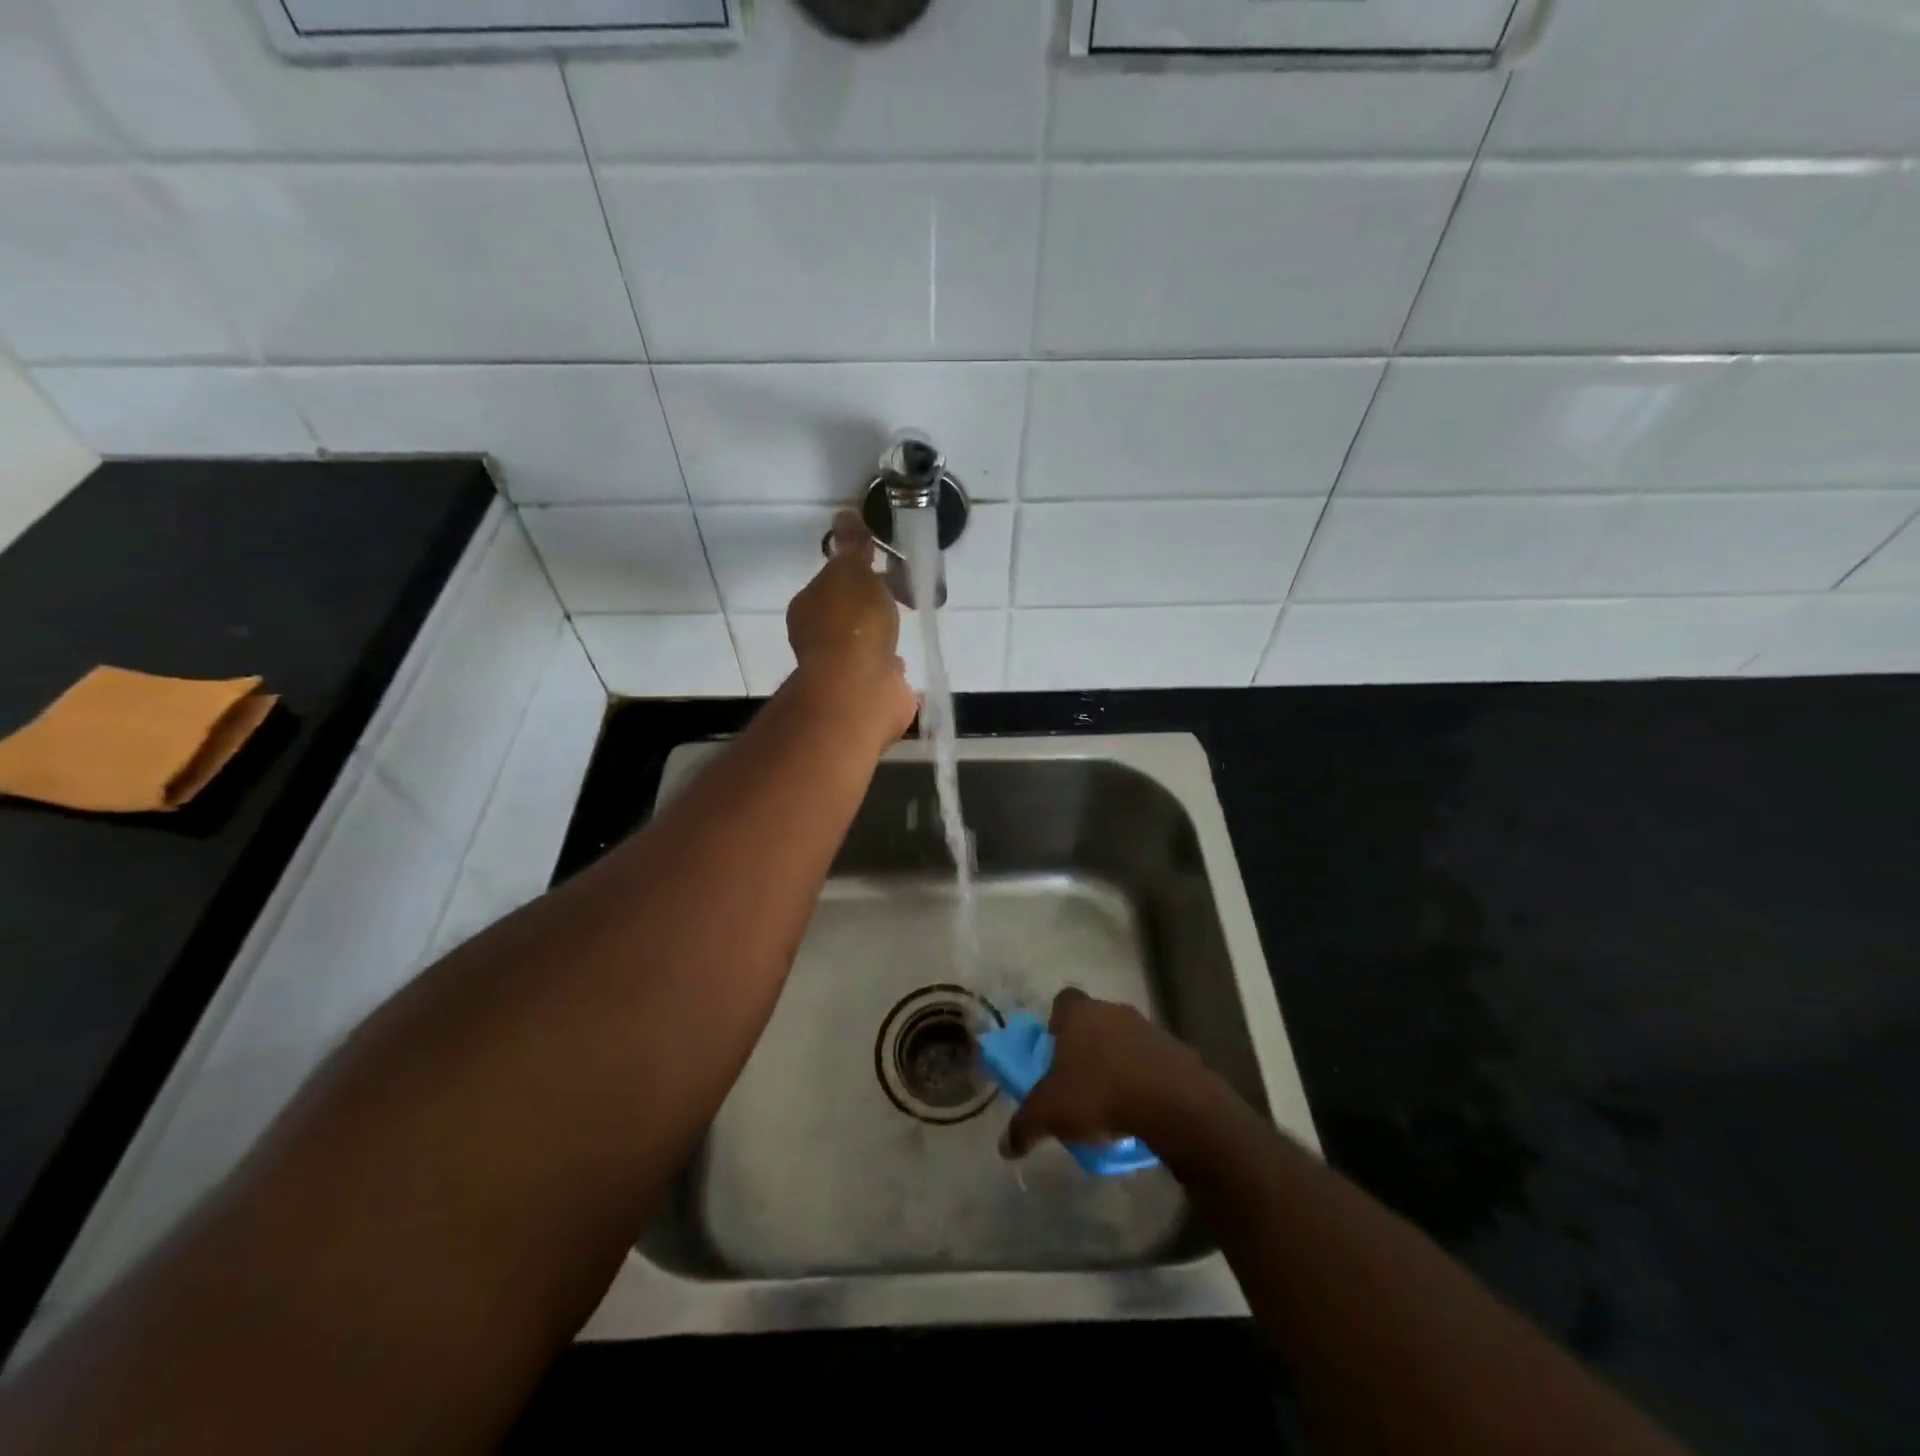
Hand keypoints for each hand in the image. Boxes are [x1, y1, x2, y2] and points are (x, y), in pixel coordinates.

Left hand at [787, 512, 914, 739]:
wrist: (861, 690)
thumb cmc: (853, 625)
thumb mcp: (853, 572)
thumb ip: (853, 546)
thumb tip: (844, 514)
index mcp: (809, 606)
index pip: (834, 579)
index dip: (862, 569)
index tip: (890, 564)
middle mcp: (819, 637)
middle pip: (851, 609)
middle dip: (877, 601)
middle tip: (909, 592)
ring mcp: (842, 667)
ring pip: (866, 641)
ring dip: (884, 633)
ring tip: (911, 622)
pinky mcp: (865, 692)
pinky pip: (880, 670)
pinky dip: (890, 664)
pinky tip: (904, 660)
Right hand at [1001, 989, 1212, 1158]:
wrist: (1172, 1103)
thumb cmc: (1099, 1093)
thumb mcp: (1050, 1114)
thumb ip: (1024, 1126)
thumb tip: (1005, 1147)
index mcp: (1080, 1014)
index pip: (1063, 1002)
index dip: (1057, 1022)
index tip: (1055, 1049)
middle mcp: (1113, 1011)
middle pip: (1095, 1021)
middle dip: (1087, 1046)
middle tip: (1080, 1080)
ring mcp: (1149, 1028)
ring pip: (1125, 1039)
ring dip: (1119, 1062)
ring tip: (1113, 1100)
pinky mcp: (1177, 1051)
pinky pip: (1153, 1061)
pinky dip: (1146, 1078)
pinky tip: (1142, 1108)